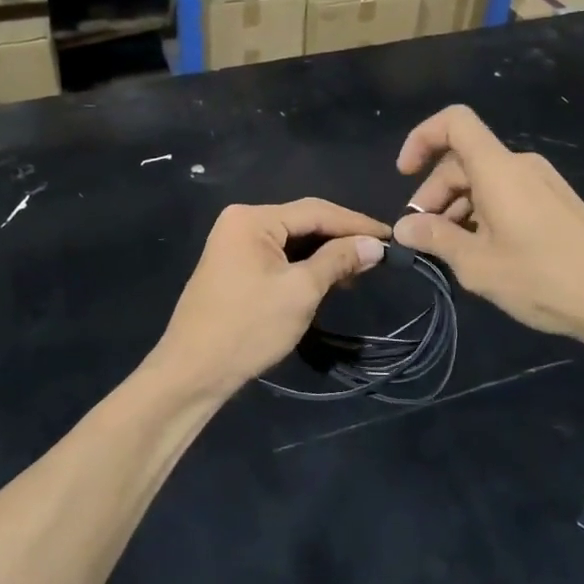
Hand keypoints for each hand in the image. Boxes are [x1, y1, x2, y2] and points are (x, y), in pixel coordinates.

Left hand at [150, 200, 389, 400]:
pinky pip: (278, 255)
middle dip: (341, 239)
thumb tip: (375, 245)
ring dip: (325, 254)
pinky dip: (304, 265)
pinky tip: (328, 278)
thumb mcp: (300, 292)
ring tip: (359, 271)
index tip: (391, 237)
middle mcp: (241, 221)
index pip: (316, 211)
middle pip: (303, 222)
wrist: (192, 372)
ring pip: (292, 240)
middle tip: (379, 255)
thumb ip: (338, 261)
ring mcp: (235, 243)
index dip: (356, 224)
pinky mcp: (235, 265)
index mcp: (253, 218)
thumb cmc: (248, 328)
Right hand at [391, 105, 583, 351]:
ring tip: (451, 252)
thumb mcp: (478, 264)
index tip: (405, 174)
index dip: (422, 138)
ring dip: (458, 208)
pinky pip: (507, 194)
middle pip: (463, 160)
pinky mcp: (555, 203)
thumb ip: (436, 239)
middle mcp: (520, 165)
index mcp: (498, 169)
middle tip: (423, 238)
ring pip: (484, 180)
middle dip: (435, 193)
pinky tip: (484, 253)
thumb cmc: (543, 277)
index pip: (454, 121)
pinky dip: (483, 213)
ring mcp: (541, 183)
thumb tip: (403, 227)